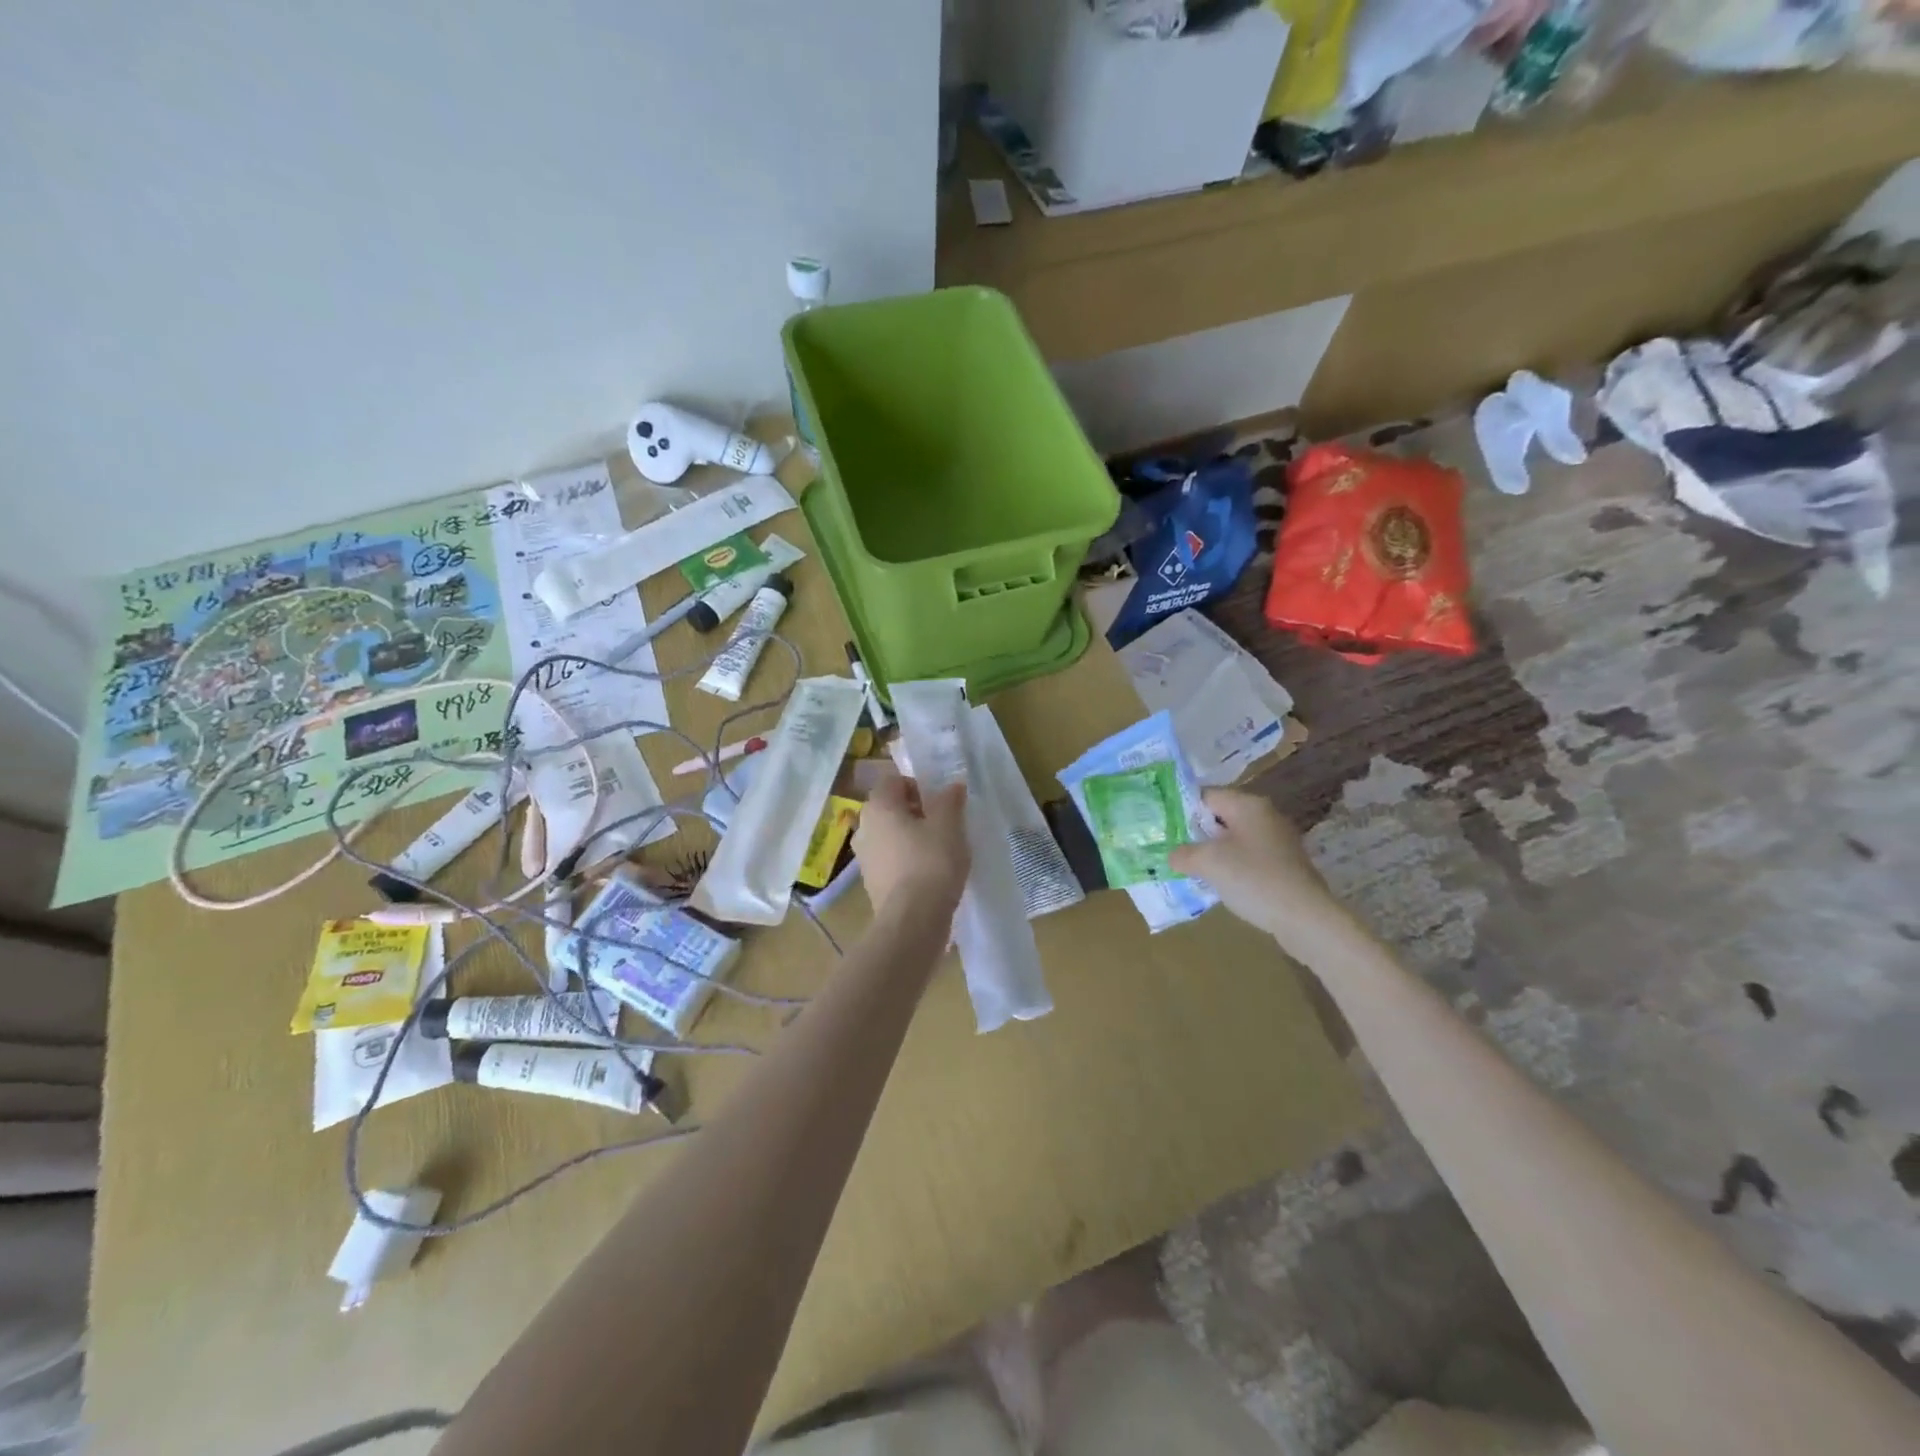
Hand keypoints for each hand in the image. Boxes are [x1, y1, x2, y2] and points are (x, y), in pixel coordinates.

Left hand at [855, 768, 970, 918]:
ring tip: (938, 851)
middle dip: (915, 812)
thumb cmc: (931, 861)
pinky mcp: (871, 883)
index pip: (894, 781)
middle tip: (943, 825)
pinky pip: (890, 861)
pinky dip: (906, 861)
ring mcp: (863, 857)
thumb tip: (952, 786)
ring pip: (889, 836)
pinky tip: (928, 874)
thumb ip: (950, 800)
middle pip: (890, 809)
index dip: (918, 786)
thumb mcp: (950, 824)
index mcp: (878, 806)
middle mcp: (864, 827)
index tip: (940, 803)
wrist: (913, 920)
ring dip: (910, 838)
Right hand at [1168, 790, 1345, 951]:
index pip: (1205, 795)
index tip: (1162, 827)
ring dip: (1212, 852)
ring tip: (1189, 868)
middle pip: (1219, 816)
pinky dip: (1231, 866)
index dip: (1181, 808)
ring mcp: (1277, 840)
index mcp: (1247, 805)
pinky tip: (1218, 884)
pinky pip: (1247, 857)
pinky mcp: (1284, 864)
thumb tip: (1174, 855)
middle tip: (1170, 848)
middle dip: (1195, 832)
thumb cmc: (1253, 879)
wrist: (1305, 918)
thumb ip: (1183, 854)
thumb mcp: (1208, 863)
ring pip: (1233, 839)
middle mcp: (1265, 815)